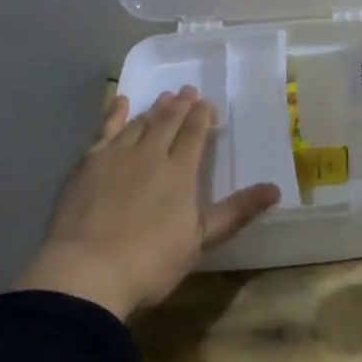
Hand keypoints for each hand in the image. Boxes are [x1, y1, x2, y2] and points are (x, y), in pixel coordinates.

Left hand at [14, 88, 280, 319]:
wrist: (86, 271)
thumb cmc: (150, 261)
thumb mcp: (200, 240)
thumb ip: (236, 211)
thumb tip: (275, 189)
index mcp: (180, 172)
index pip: (194, 134)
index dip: (202, 116)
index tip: (208, 104)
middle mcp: (150, 154)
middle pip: (168, 122)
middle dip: (180, 105)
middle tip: (187, 91)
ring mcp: (116, 156)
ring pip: (140, 123)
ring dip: (154, 109)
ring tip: (163, 98)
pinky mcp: (88, 163)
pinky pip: (105, 129)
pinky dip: (115, 113)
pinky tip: (120, 102)